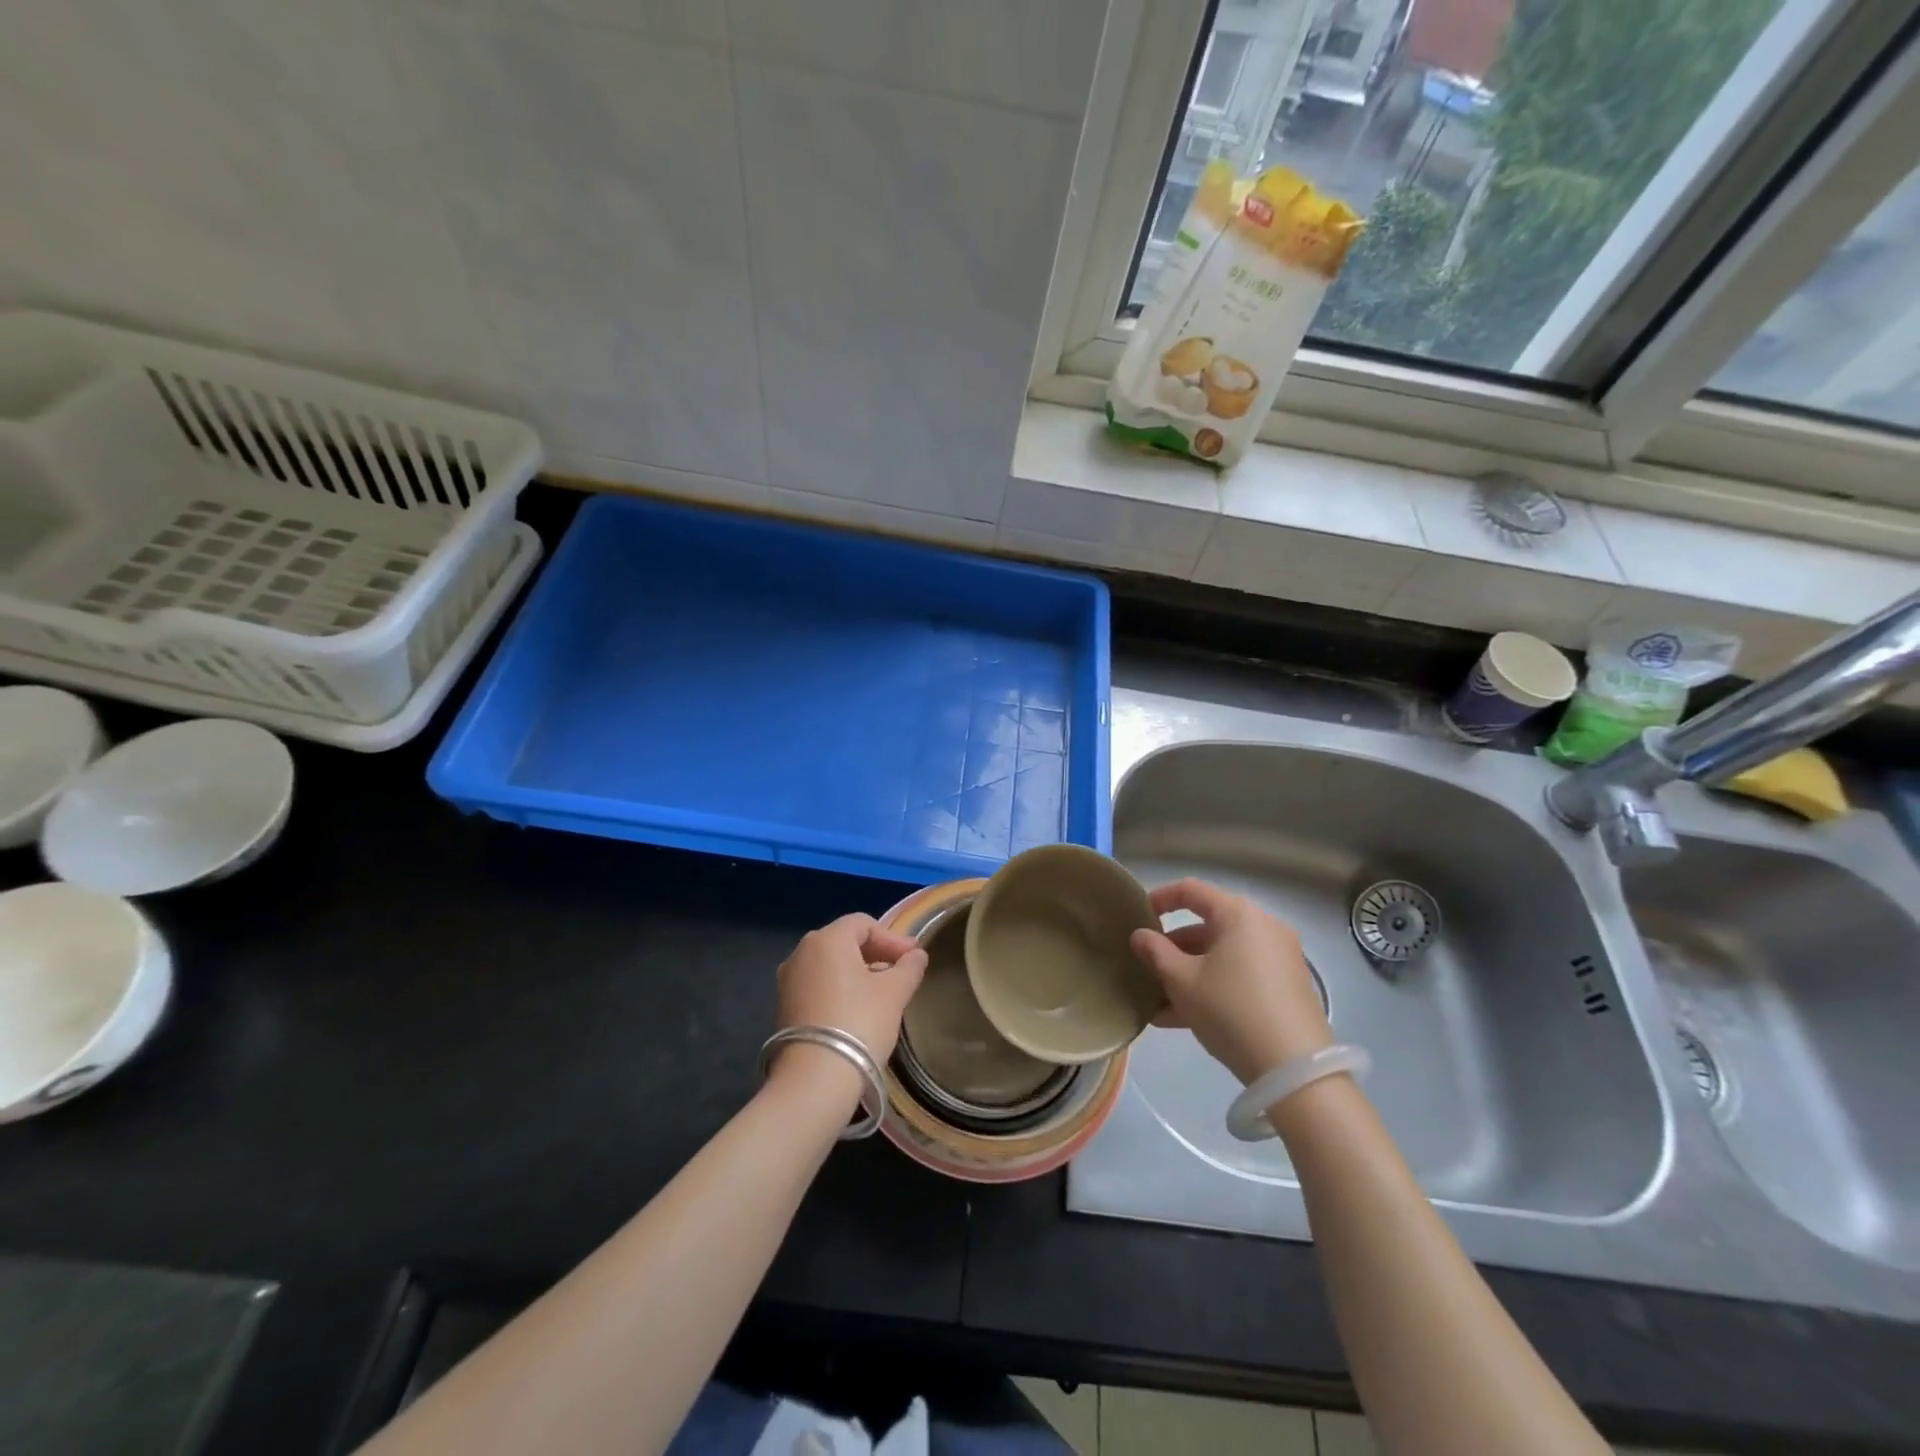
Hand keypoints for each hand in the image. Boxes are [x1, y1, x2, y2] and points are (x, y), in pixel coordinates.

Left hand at [775, 913, 927, 1068]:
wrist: (814, 1080)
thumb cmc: (860, 1023)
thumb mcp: (894, 993)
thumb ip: (909, 967)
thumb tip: (917, 955)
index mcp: (827, 939)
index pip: (864, 924)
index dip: (892, 938)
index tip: (914, 958)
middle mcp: (801, 952)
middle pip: (844, 941)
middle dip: (875, 953)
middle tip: (900, 972)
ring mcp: (787, 980)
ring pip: (829, 965)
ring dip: (857, 972)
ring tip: (881, 993)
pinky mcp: (783, 1007)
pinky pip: (816, 985)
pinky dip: (838, 989)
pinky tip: (856, 1011)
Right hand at [1130, 879, 1331, 1084]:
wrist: (1295, 1070)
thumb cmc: (1230, 1009)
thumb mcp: (1181, 981)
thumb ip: (1155, 952)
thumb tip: (1140, 936)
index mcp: (1238, 914)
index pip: (1191, 890)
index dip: (1160, 898)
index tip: (1138, 917)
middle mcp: (1263, 927)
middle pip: (1207, 927)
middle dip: (1173, 948)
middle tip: (1147, 967)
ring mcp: (1280, 958)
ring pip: (1222, 957)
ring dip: (1189, 974)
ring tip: (1159, 1003)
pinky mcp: (1288, 988)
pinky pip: (1240, 976)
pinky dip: (1213, 988)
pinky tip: (1183, 1020)